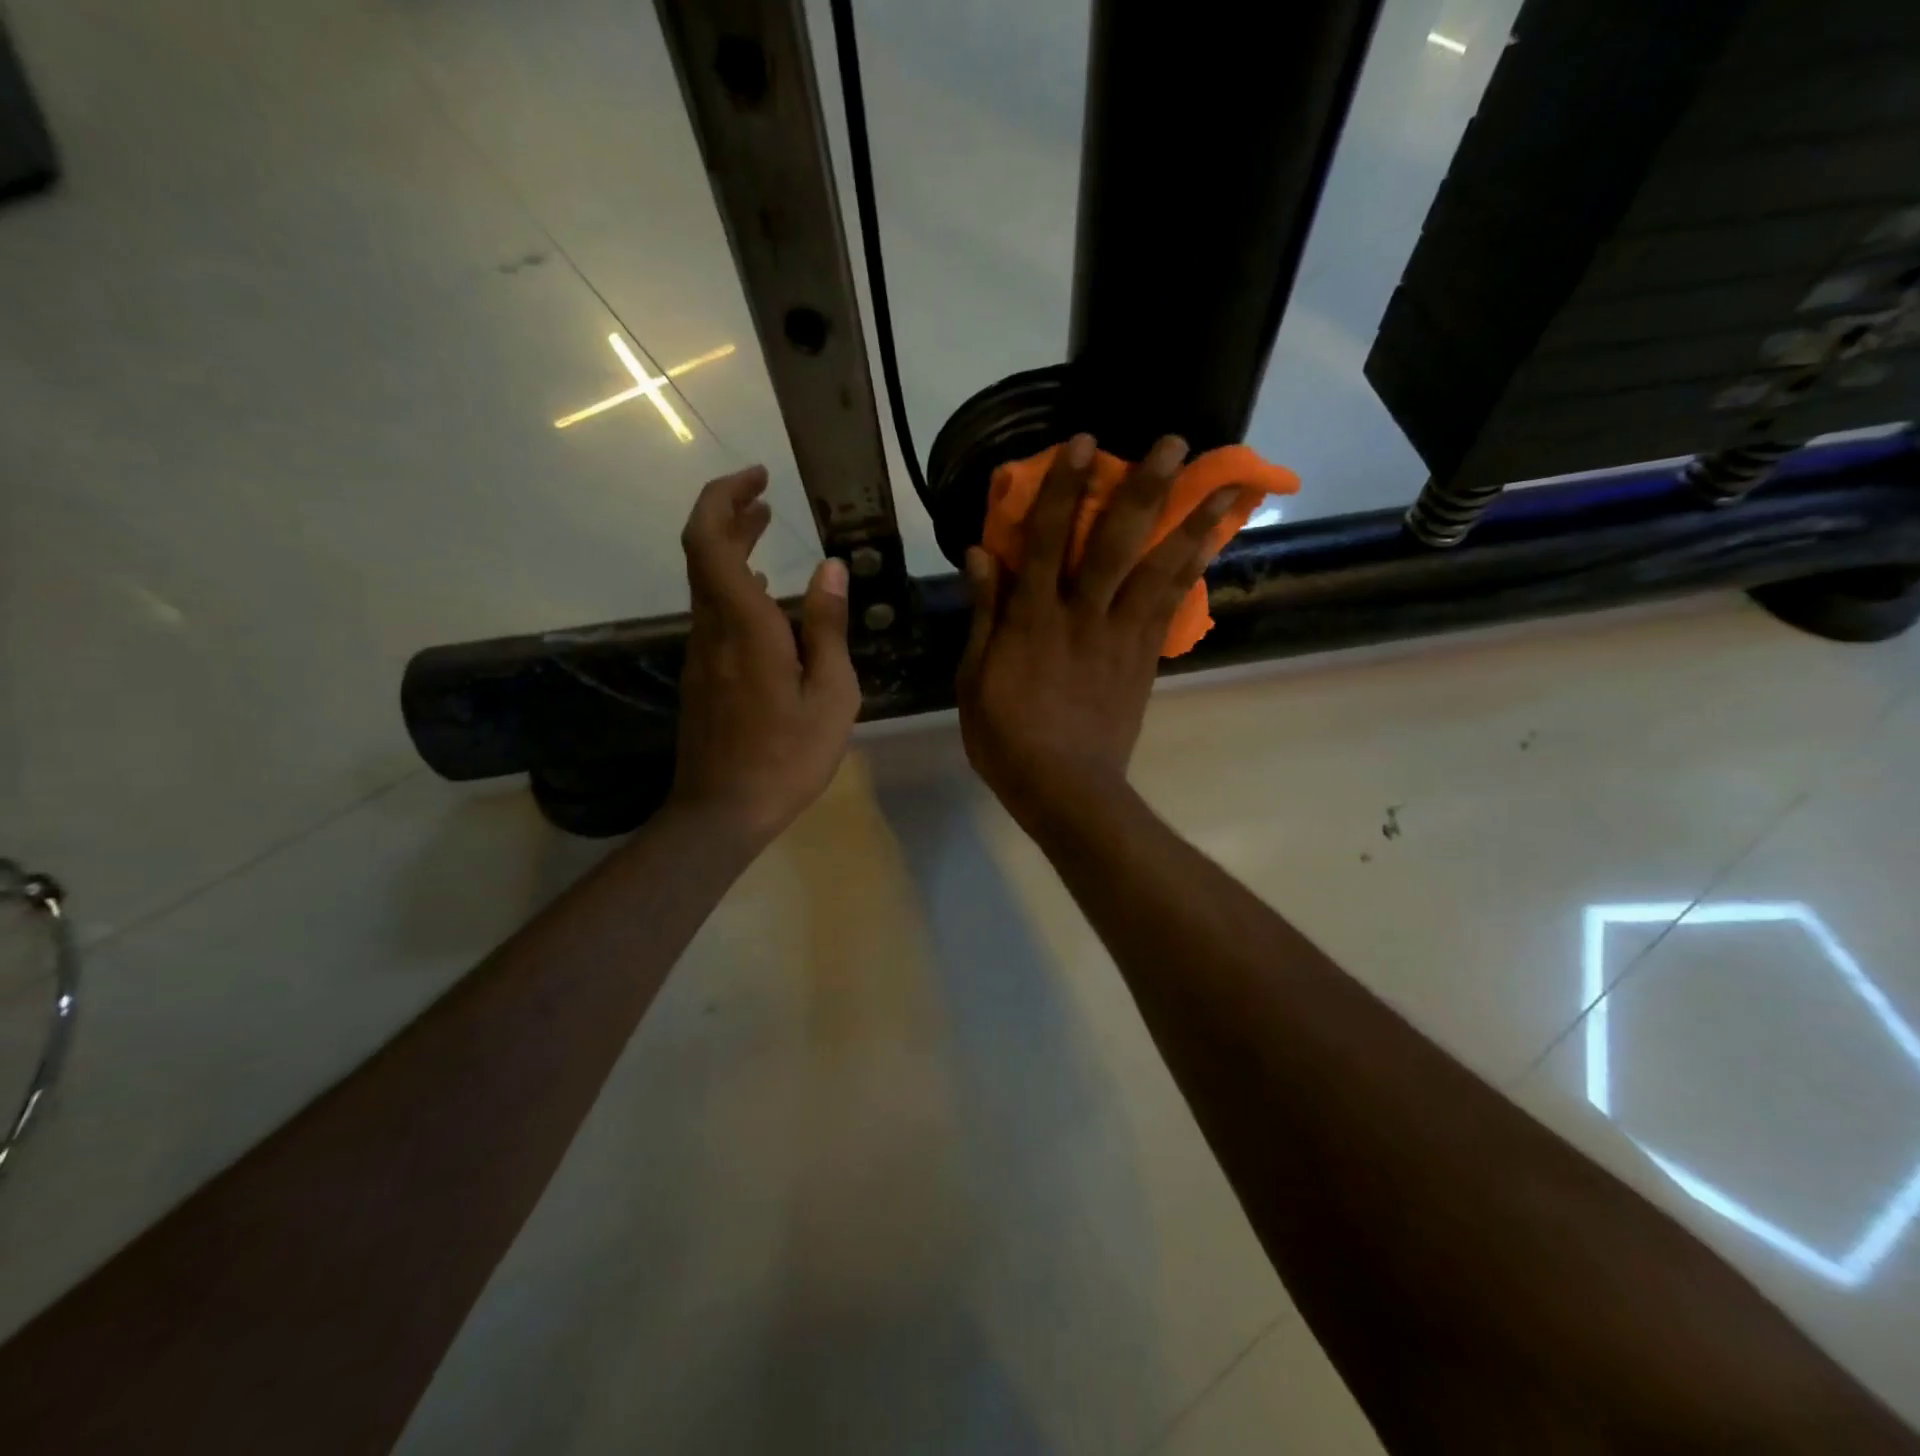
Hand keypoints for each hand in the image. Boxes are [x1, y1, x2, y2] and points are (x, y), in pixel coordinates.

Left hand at [668, 466, 859, 846]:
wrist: (722, 812)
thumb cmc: (787, 757)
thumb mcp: (829, 694)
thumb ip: (827, 628)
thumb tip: (831, 569)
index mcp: (743, 626)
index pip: (709, 540)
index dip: (724, 499)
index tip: (758, 478)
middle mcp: (712, 630)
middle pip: (703, 553)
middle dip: (728, 514)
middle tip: (765, 496)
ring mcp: (701, 654)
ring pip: (706, 583)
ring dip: (732, 549)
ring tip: (768, 531)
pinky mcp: (702, 677)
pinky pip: (713, 613)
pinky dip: (734, 586)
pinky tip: (764, 597)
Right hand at [956, 433, 1243, 833]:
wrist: (1066, 789)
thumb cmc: (1007, 737)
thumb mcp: (975, 679)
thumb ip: (984, 614)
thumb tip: (981, 553)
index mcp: (1033, 619)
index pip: (1047, 540)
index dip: (1062, 489)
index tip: (1082, 443)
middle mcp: (1083, 616)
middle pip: (1116, 543)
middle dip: (1144, 489)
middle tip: (1174, 442)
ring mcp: (1120, 637)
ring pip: (1158, 571)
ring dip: (1192, 524)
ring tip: (1228, 486)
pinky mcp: (1144, 660)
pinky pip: (1170, 608)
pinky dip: (1192, 573)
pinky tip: (1211, 545)